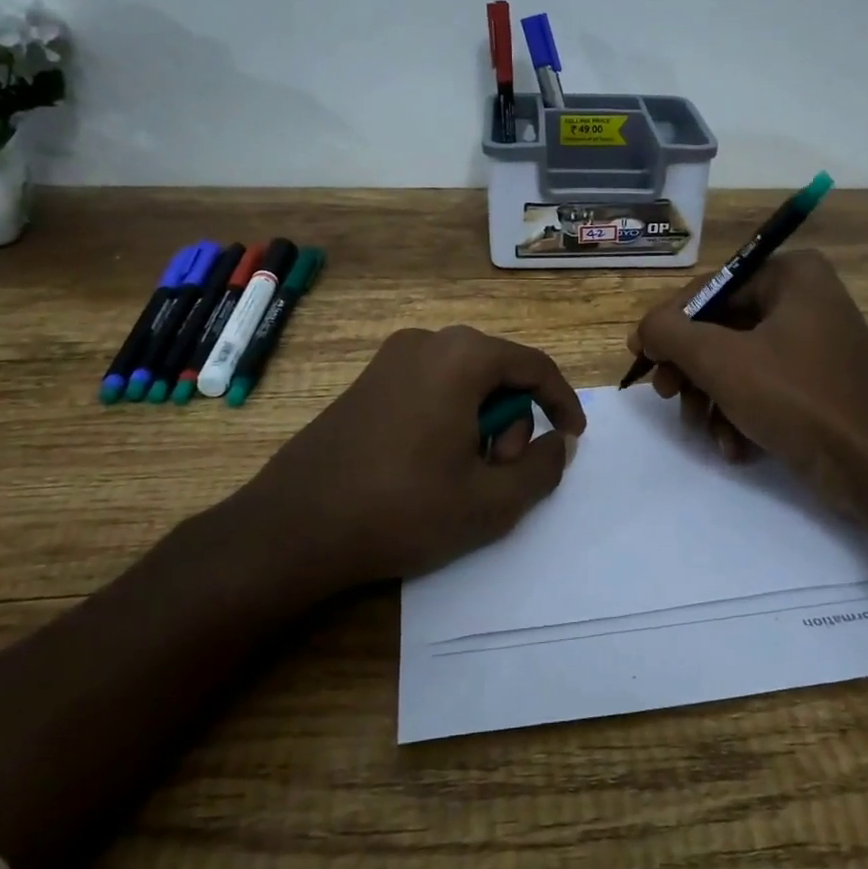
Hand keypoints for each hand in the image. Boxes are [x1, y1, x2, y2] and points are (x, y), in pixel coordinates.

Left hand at [234, 325, 586, 586]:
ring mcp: (391, 358)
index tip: (573, 437)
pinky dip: (450, 417)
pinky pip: (431, 386)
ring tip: (466, 474)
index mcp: (462, 357)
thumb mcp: (490, 501)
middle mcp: (428, 342)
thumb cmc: (402, 509)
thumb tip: (559, 444)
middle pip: (498, 371)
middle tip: (503, 471)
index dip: (562, 401)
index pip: (534, 366)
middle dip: (514, 420)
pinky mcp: (367, 381)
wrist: (294, 526)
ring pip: (465, 380)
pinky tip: (433, 464)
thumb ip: (542, 469)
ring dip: (482, 422)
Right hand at [628, 250, 867, 547]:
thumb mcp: (722, 361)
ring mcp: (814, 342)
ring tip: (703, 430)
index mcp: (791, 275)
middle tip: (666, 395)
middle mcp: (805, 298)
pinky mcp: (818, 382)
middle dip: (691, 368)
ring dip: (712, 398)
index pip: (709, 288)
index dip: (668, 323)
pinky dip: (742, 414)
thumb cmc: (798, 399)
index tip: (640, 357)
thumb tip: (645, 328)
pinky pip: (763, 385)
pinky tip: (735, 447)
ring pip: (738, 361)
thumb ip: (671, 334)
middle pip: (721, 327)